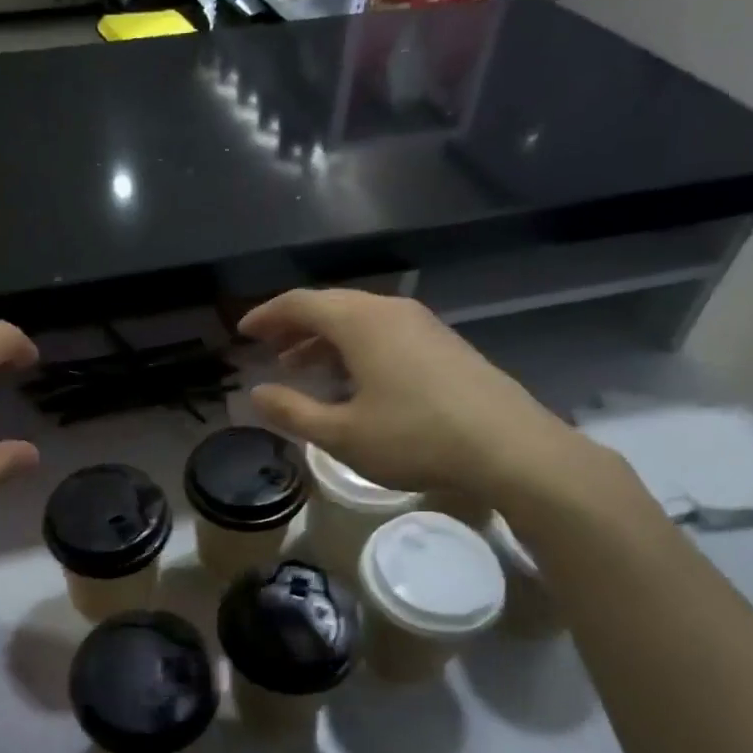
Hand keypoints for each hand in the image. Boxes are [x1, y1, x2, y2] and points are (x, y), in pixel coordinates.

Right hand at [239, 289, 615, 513]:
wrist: (510, 448)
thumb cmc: (416, 437)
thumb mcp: (342, 434)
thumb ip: (293, 411)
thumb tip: (257, 393)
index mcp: (361, 322)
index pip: (301, 303)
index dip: (266, 316)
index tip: (242, 332)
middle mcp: (390, 311)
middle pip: (330, 305)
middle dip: (294, 326)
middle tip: (268, 348)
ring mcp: (422, 325)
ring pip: (359, 320)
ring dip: (324, 339)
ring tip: (301, 367)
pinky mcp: (443, 344)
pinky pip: (384, 333)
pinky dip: (354, 348)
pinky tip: (351, 380)